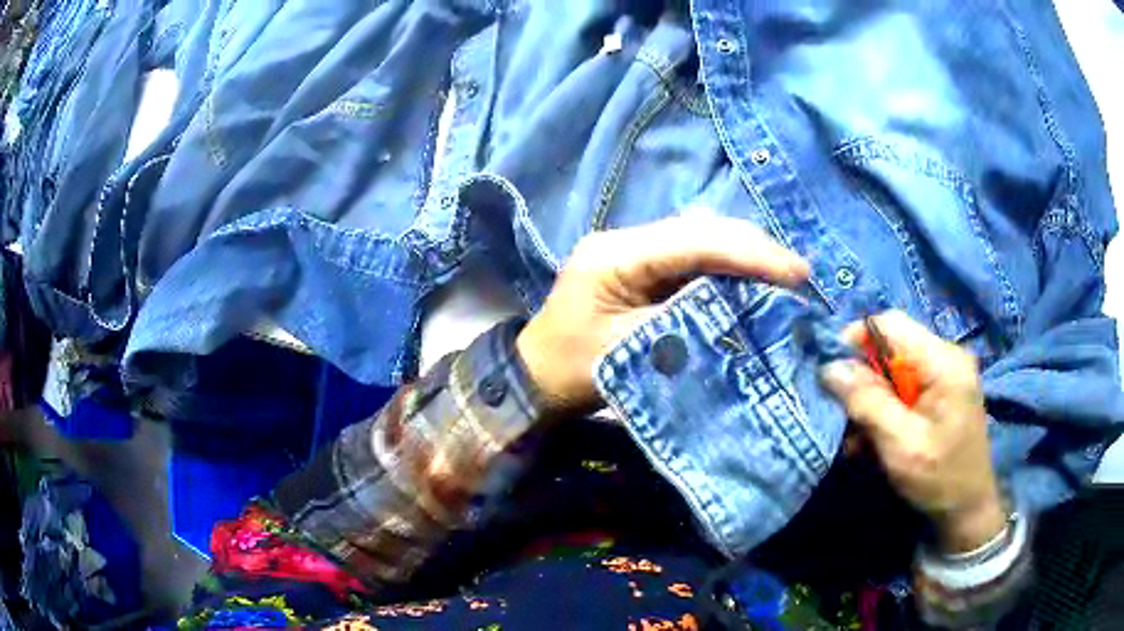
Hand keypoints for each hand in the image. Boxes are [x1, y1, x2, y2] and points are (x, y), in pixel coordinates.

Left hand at [516, 214, 808, 415]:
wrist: (533, 378)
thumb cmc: (571, 371)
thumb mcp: (628, 353)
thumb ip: (686, 324)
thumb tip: (744, 310)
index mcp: (615, 255)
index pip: (694, 242)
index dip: (750, 253)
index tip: (797, 273)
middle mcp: (625, 240)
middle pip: (701, 231)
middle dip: (754, 250)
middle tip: (798, 276)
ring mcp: (633, 250)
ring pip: (701, 240)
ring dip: (745, 256)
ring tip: (785, 278)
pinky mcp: (641, 267)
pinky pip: (693, 258)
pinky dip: (727, 268)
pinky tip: (753, 282)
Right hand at [820, 311, 1005, 553]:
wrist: (968, 510)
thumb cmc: (939, 478)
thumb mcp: (901, 445)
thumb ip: (868, 403)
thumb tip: (830, 368)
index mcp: (944, 361)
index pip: (891, 325)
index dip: (856, 339)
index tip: (831, 373)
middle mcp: (946, 358)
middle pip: (891, 349)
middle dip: (863, 381)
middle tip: (846, 419)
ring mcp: (945, 376)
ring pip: (893, 372)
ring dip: (871, 403)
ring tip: (859, 440)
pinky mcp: (941, 394)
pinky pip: (904, 390)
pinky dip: (885, 412)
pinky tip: (875, 442)